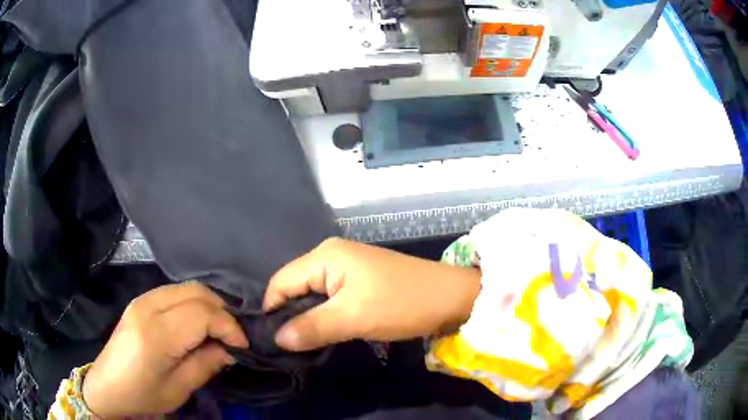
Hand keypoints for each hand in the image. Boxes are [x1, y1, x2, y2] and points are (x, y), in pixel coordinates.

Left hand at [82, 282, 248, 417]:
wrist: (108, 387)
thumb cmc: (142, 395)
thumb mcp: (179, 389)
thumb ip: (206, 365)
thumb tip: (231, 350)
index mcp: (156, 335)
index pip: (202, 314)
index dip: (229, 326)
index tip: (243, 345)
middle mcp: (147, 307)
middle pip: (196, 292)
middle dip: (222, 311)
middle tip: (233, 336)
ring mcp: (141, 300)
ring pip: (186, 287)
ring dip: (208, 305)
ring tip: (218, 330)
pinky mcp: (139, 301)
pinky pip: (174, 292)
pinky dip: (193, 303)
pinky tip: (197, 323)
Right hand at [264, 237, 480, 351]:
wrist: (451, 297)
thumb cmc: (402, 303)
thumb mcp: (353, 318)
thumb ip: (311, 327)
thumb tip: (276, 339)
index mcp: (324, 256)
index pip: (280, 282)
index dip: (273, 311)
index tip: (272, 342)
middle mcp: (330, 256)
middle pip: (294, 287)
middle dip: (289, 316)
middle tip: (288, 348)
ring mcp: (346, 268)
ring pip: (312, 295)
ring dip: (307, 319)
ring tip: (303, 344)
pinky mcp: (358, 282)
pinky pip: (329, 298)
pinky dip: (324, 316)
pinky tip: (323, 333)